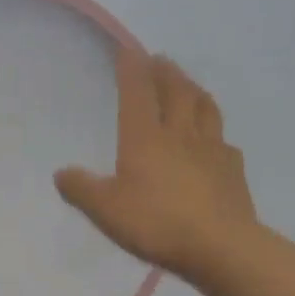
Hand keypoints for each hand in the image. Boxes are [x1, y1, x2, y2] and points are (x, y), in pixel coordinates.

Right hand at [56, 48, 258, 282]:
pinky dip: (215, 133)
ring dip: (194, 90)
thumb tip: (61, 173)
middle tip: (160, 59)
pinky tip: (215, 141)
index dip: (131, 69)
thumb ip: (82, 190)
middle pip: (175, 92)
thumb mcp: (106, 211)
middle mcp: (179, 134)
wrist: (220, 246)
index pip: (137, 93)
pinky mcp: (233, 170)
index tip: (128, 49)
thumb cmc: (156, 223)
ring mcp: (211, 149)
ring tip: (188, 85)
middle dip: (165, 72)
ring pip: (204, 108)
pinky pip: (224, 142)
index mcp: (145, 139)